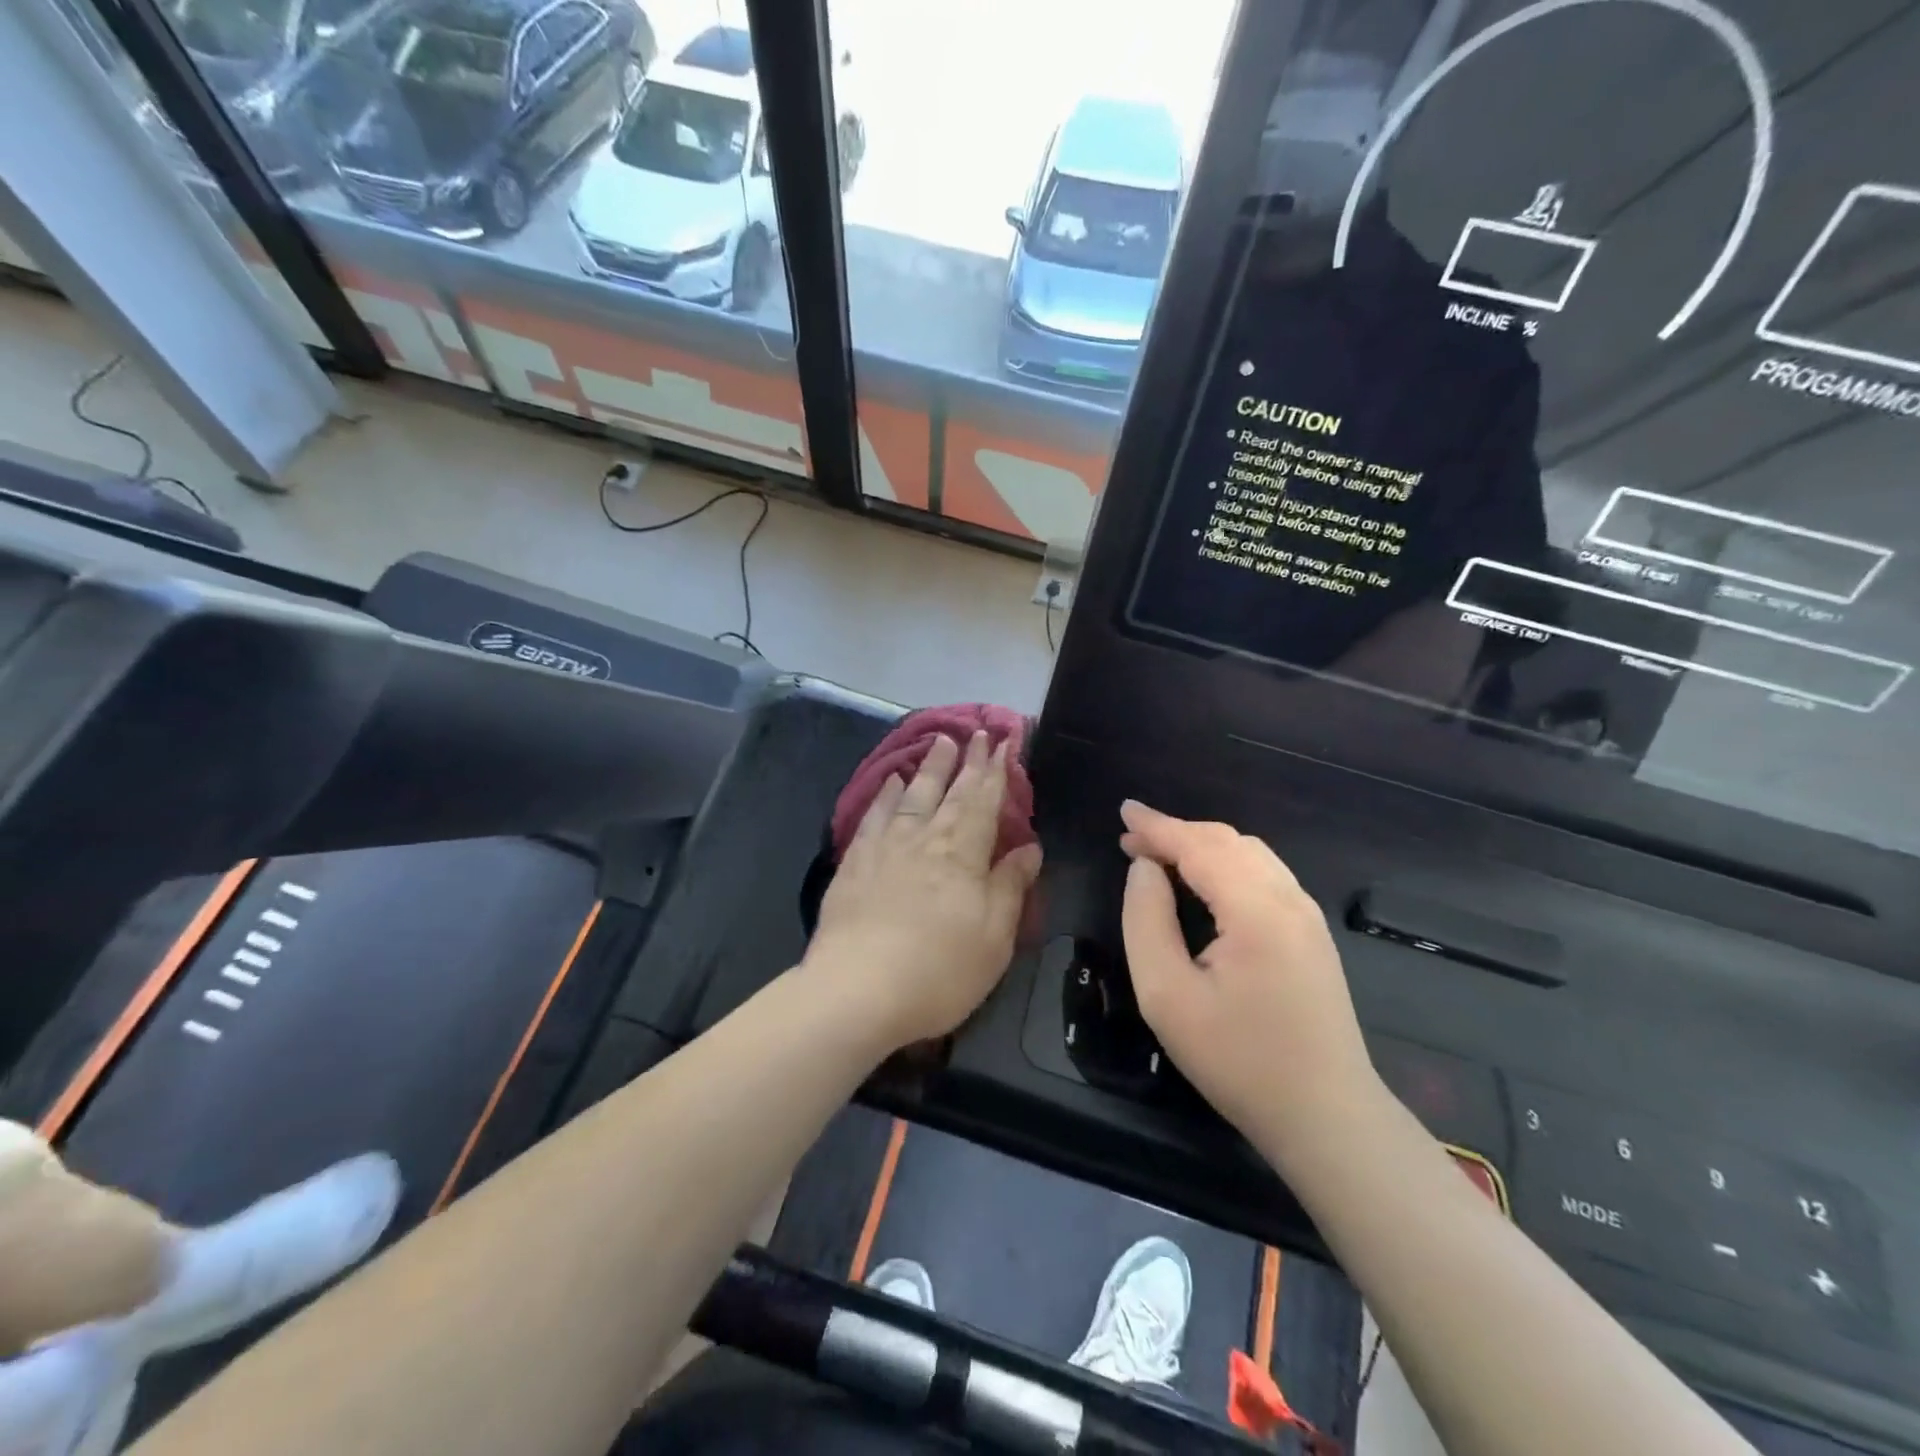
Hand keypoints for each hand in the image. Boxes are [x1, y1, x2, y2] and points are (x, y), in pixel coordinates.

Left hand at [807, 732, 1042, 1050]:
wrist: (857, 989)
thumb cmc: (939, 970)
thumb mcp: (994, 937)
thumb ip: (1010, 886)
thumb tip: (1029, 846)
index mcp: (963, 853)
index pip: (984, 801)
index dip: (995, 771)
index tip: (1002, 742)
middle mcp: (925, 838)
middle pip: (950, 791)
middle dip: (966, 760)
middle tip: (974, 732)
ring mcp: (886, 847)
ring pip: (912, 795)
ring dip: (929, 767)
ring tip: (938, 742)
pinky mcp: (855, 862)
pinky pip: (874, 815)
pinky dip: (885, 795)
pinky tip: (891, 783)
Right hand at [1118, 802, 1377, 1150]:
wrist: (1326, 1117)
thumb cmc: (1237, 1060)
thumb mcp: (1167, 996)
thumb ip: (1147, 920)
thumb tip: (1145, 869)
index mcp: (1256, 911)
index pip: (1199, 846)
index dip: (1157, 826)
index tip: (1122, 811)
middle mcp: (1289, 900)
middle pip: (1227, 841)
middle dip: (1176, 832)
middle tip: (1131, 841)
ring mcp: (1307, 916)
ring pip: (1250, 853)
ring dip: (1202, 845)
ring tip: (1159, 856)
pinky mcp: (1312, 934)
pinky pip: (1264, 874)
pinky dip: (1225, 863)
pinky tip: (1203, 881)